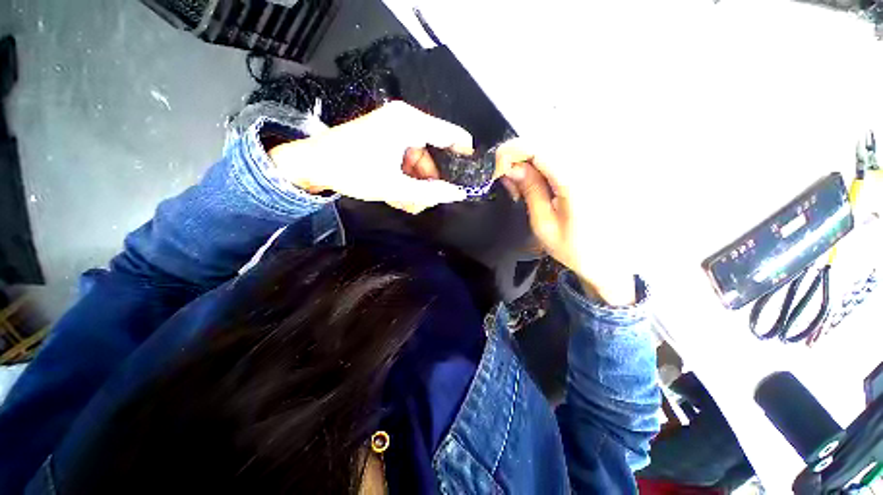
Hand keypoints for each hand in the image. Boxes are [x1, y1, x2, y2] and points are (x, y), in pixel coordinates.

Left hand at [268, 101, 473, 213]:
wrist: (312, 163)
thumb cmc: (353, 172)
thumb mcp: (395, 186)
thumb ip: (430, 192)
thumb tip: (458, 194)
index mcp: (409, 123)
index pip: (451, 135)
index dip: (464, 156)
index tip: (470, 177)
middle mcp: (405, 119)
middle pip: (434, 151)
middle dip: (431, 179)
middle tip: (427, 200)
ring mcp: (394, 126)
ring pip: (420, 157)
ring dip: (417, 180)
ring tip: (408, 200)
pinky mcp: (386, 135)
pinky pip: (406, 156)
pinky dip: (406, 175)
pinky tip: (399, 191)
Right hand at [496, 139, 637, 305]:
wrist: (613, 260)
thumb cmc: (576, 249)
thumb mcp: (544, 225)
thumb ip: (530, 191)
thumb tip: (511, 168)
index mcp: (576, 182)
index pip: (539, 148)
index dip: (512, 152)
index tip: (497, 169)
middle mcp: (592, 164)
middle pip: (547, 140)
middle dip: (520, 155)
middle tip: (509, 180)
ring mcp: (599, 163)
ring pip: (556, 144)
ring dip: (532, 158)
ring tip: (523, 182)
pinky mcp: (600, 167)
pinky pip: (567, 153)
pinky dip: (547, 161)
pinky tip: (541, 179)